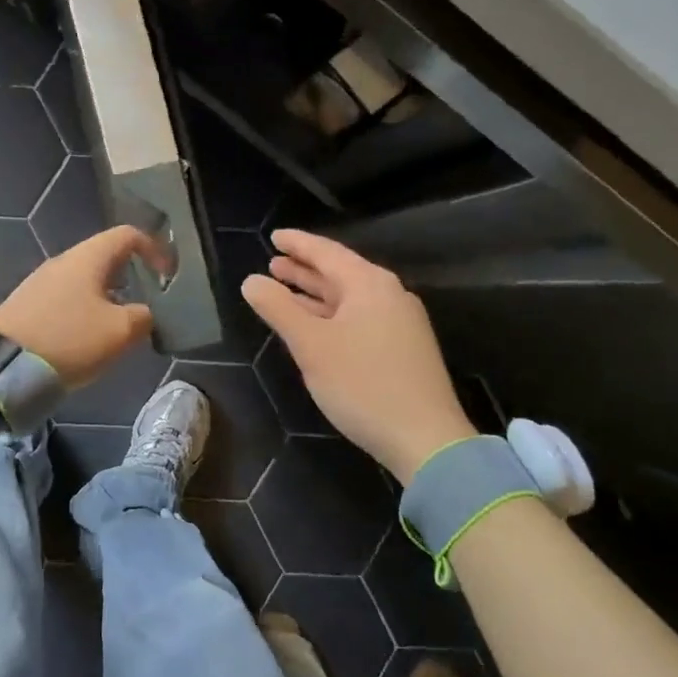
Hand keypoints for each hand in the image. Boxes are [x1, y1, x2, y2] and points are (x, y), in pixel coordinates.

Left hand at [0, 225, 159, 386]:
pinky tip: (87, 337)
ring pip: (85, 278)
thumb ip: (143, 317)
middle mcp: (62, 260)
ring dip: (108, 295)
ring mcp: (40, 281)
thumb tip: (144, 313)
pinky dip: (85, 308)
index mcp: (88, 257)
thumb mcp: (120, 331)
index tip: (167, 277)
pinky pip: (66, 297)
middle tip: (147, 301)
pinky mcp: (26, 304)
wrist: (3, 366)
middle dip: (131, 275)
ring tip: (119, 325)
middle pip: (105, 256)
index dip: (154, 249)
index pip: (128, 235)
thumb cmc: (70, 340)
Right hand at [242, 230, 474, 482]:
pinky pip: (359, 318)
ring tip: (286, 289)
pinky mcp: (403, 349)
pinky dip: (331, 315)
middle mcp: (389, 295)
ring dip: (316, 294)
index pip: (326, 252)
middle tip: (273, 262)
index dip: (298, 244)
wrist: (426, 439)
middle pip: (340, 273)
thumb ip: (278, 308)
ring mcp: (399, 323)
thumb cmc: (363, 384)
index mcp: (369, 284)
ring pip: (349, 298)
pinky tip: (315, 326)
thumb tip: (251, 280)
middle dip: (304, 269)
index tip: (274, 236)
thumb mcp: (311, 345)